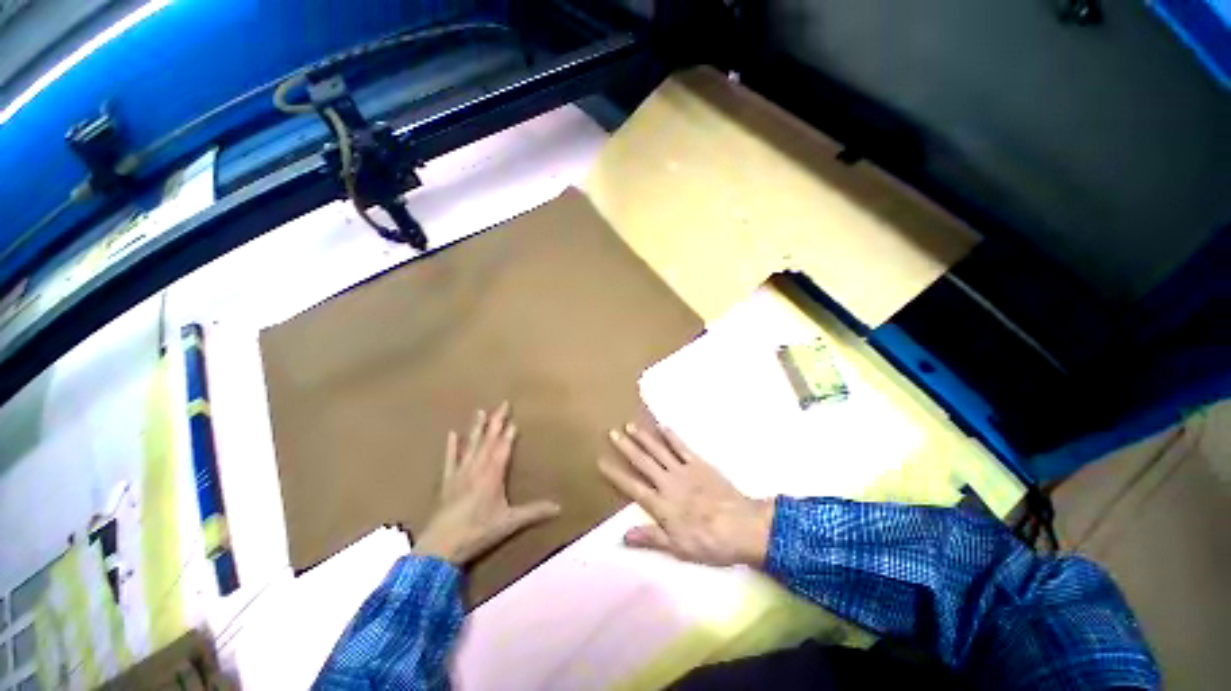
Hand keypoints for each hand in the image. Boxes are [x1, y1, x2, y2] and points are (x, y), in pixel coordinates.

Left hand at [414, 402, 560, 565]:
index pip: (503, 448)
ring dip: (476, 428)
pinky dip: (451, 447)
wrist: (440, 547)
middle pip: (488, 440)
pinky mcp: (447, 481)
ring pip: (471, 445)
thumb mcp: (509, 522)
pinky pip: (450, 460)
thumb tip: (559, 507)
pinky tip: (452, 434)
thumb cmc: (478, 531)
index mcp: (492, 475)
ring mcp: (460, 473)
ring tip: (480, 411)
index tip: (514, 419)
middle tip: (502, 404)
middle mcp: (477, 468)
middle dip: (496, 421)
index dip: (509, 434)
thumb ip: (534, 512)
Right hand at [598, 423, 774, 567]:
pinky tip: (663, 426)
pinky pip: (682, 447)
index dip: (615, 474)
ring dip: (644, 438)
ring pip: (659, 451)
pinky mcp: (699, 463)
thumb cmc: (709, 541)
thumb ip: (650, 538)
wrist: (742, 526)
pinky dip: (672, 436)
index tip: (601, 461)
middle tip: (612, 432)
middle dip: (626, 447)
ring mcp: (683, 470)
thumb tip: (622, 536)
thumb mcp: (677, 548)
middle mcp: (668, 482)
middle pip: (643, 462)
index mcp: (661, 504)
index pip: (632, 487)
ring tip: (630, 425)